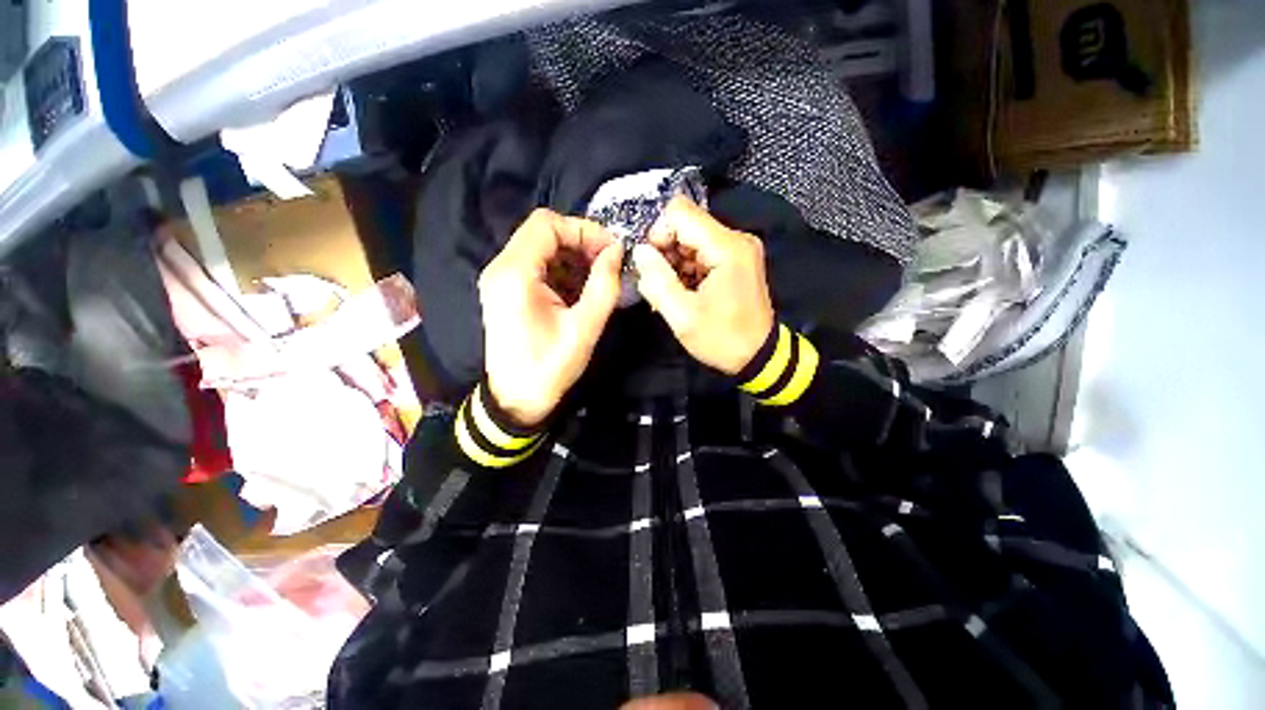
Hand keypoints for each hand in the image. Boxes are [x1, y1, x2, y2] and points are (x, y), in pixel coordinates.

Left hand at [479, 209, 622, 426]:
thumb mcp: (584, 328)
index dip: (584, 230)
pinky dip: (561, 270)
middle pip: (543, 232)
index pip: (547, 224)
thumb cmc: (549, 367)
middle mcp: (501, 268)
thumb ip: (604, 285)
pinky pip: (536, 266)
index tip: (611, 250)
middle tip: (608, 263)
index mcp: (515, 273)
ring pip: (541, 247)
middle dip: (580, 242)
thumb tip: (617, 251)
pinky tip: (579, 290)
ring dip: (572, 257)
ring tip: (597, 279)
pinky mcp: (506, 290)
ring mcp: (500, 278)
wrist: (516, 400)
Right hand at [632, 197, 774, 374]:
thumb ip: (657, 281)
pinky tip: (683, 291)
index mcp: (727, 247)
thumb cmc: (722, 339)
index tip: (651, 264)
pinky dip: (686, 268)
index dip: (657, 234)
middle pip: (685, 224)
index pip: (679, 212)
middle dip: (665, 251)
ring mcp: (737, 248)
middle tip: (659, 283)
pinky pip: (701, 251)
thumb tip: (640, 252)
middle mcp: (736, 239)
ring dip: (674, 262)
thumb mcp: (683, 316)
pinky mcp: (735, 260)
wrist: (758, 356)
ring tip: (672, 291)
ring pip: (691, 238)